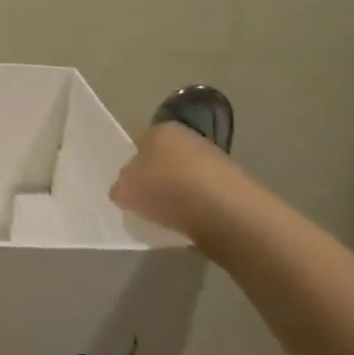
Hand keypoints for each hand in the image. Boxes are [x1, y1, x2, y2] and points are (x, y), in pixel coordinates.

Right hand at [110, 122, 224, 243]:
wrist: (225, 212)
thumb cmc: (166, 190)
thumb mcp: (125, 191)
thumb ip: (120, 188)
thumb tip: (125, 190)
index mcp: (159, 129)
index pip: (138, 144)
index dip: (131, 167)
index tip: (128, 189)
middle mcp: (188, 137)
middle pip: (163, 160)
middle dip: (155, 180)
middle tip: (146, 205)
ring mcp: (214, 159)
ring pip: (185, 178)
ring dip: (177, 195)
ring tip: (168, 220)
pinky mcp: (233, 185)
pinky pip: (204, 196)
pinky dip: (196, 208)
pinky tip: (191, 224)